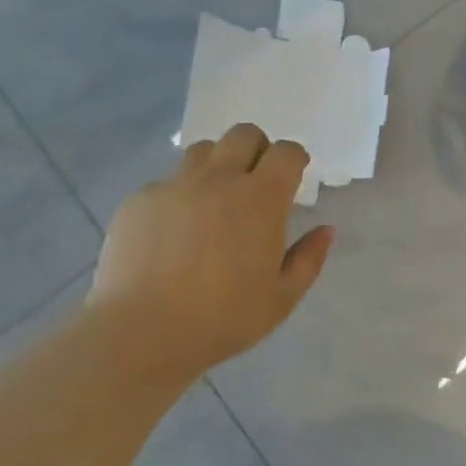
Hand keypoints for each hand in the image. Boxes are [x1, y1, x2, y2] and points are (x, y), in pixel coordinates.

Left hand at [88, 123, 334, 379]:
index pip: (286, 152)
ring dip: (217, 165)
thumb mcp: (281, 298)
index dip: (294, 159)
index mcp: (260, 198)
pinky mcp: (140, 199)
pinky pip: (166, 183)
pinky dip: (178, 197)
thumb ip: (308, 259)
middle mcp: (218, 179)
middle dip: (257, 149)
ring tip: (213, 201)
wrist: (142, 331)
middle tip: (255, 183)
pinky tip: (172, 234)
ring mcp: (175, 185)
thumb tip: (325, 229)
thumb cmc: (223, 318)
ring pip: (202, 151)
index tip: (293, 178)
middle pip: (244, 134)